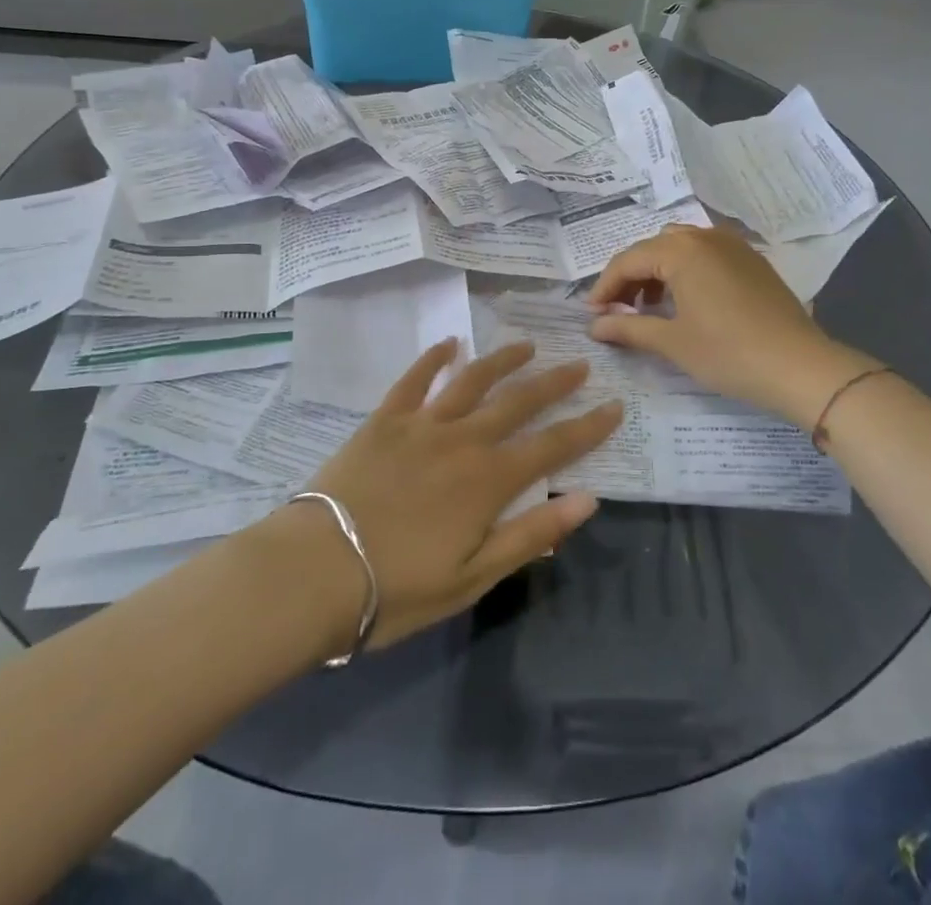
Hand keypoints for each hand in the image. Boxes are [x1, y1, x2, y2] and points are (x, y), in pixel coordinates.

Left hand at [300, 340, 620, 650]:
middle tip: (579, 364)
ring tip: (526, 345)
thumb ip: (531, 535)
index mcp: (489, 480)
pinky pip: (413, 380)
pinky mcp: (384, 420)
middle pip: (518, 402)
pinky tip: (449, 343)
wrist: (316, 571)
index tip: (614, 406)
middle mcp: (463, 439)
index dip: (588, 427)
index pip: (553, 445)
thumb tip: (586, 499)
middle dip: (554, 383)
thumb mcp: (473, 577)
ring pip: (472, 380)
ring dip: (502, 360)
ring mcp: (421, 424)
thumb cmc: (398, 588)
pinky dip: (433, 358)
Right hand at [588, 224, 875, 427]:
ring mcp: (733, 245)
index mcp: (681, 251)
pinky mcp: (752, 260)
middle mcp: (705, 237)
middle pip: (653, 248)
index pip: (628, 260)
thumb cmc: (729, 353)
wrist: (800, 367)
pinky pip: (706, 254)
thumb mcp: (672, 343)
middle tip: (618, 310)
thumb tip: (594, 325)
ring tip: (650, 307)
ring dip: (658, 271)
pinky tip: (687, 301)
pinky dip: (686, 271)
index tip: (591, 314)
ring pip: (681, 247)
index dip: (605, 286)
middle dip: (630, 276)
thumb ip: (628, 328)